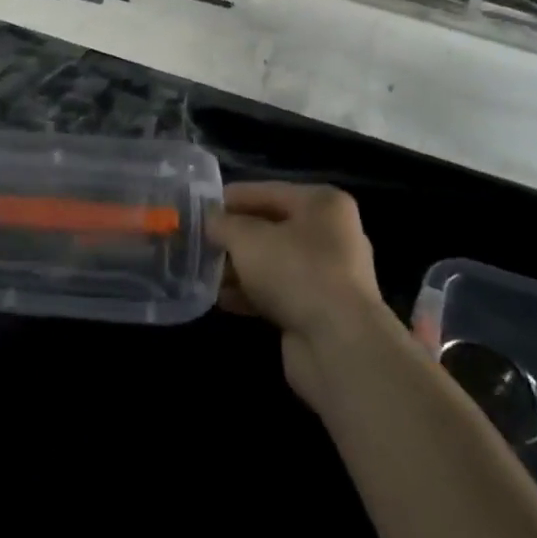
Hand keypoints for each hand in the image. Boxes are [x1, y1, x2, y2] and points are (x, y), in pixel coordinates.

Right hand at [209, 182, 393, 403]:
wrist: (339, 346)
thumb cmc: (295, 272)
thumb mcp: (247, 238)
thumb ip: (223, 224)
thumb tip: (209, 221)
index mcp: (322, 204)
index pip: (266, 191)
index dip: (230, 199)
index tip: (197, 208)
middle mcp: (330, 234)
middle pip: (270, 227)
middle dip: (233, 237)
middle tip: (198, 242)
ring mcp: (328, 275)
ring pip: (272, 262)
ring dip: (239, 268)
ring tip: (203, 272)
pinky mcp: (320, 310)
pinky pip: (278, 292)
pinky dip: (251, 293)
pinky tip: (222, 300)